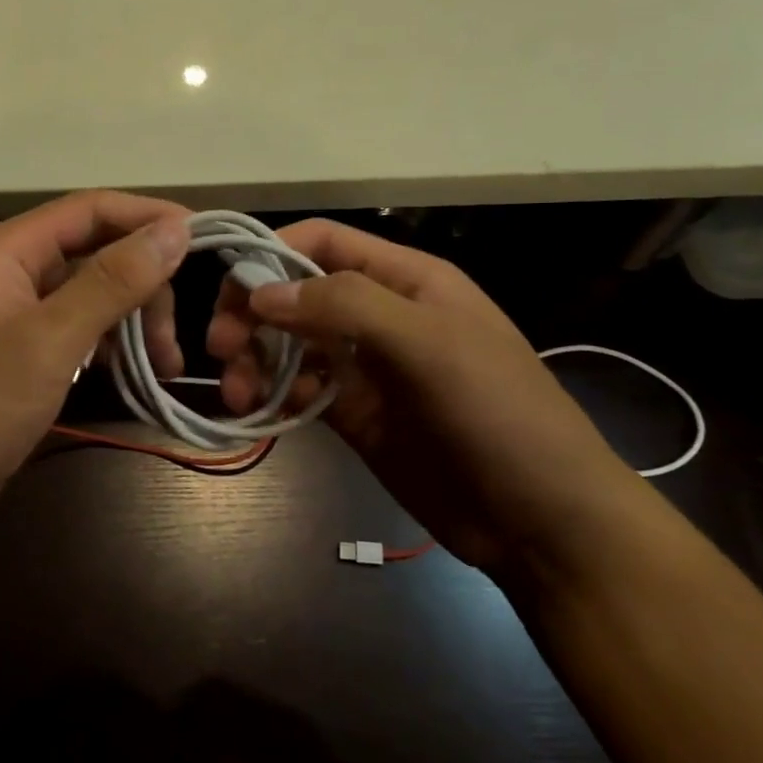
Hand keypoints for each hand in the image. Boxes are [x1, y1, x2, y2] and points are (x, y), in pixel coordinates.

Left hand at [0, 191, 190, 545]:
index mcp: (3, 252)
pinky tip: (134, 376)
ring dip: (131, 323)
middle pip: (92, 256)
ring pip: (88, 299)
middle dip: (142, 288)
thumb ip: (113, 281)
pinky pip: (74, 335)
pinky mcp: (15, 360)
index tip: (204, 239)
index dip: (147, 218)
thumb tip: (174, 229)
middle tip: (175, 342)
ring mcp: (9, 320)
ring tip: (165, 368)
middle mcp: (6, 275)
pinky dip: (108, 349)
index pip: (89, 210)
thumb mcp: (49, 341)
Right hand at [207, 220, 638, 573]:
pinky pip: (299, 391)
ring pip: (290, 344)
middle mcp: (379, 315)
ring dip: (255, 360)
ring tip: (238, 396)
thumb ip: (347, 305)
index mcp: (405, 280)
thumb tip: (262, 291)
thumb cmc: (498, 414)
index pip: (324, 242)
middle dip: (253, 314)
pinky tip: (255, 414)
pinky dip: (271, 395)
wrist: (542, 520)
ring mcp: (365, 368)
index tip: (230, 290)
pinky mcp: (354, 415)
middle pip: (296, 293)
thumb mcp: (430, 344)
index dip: (272, 252)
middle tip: (221, 349)